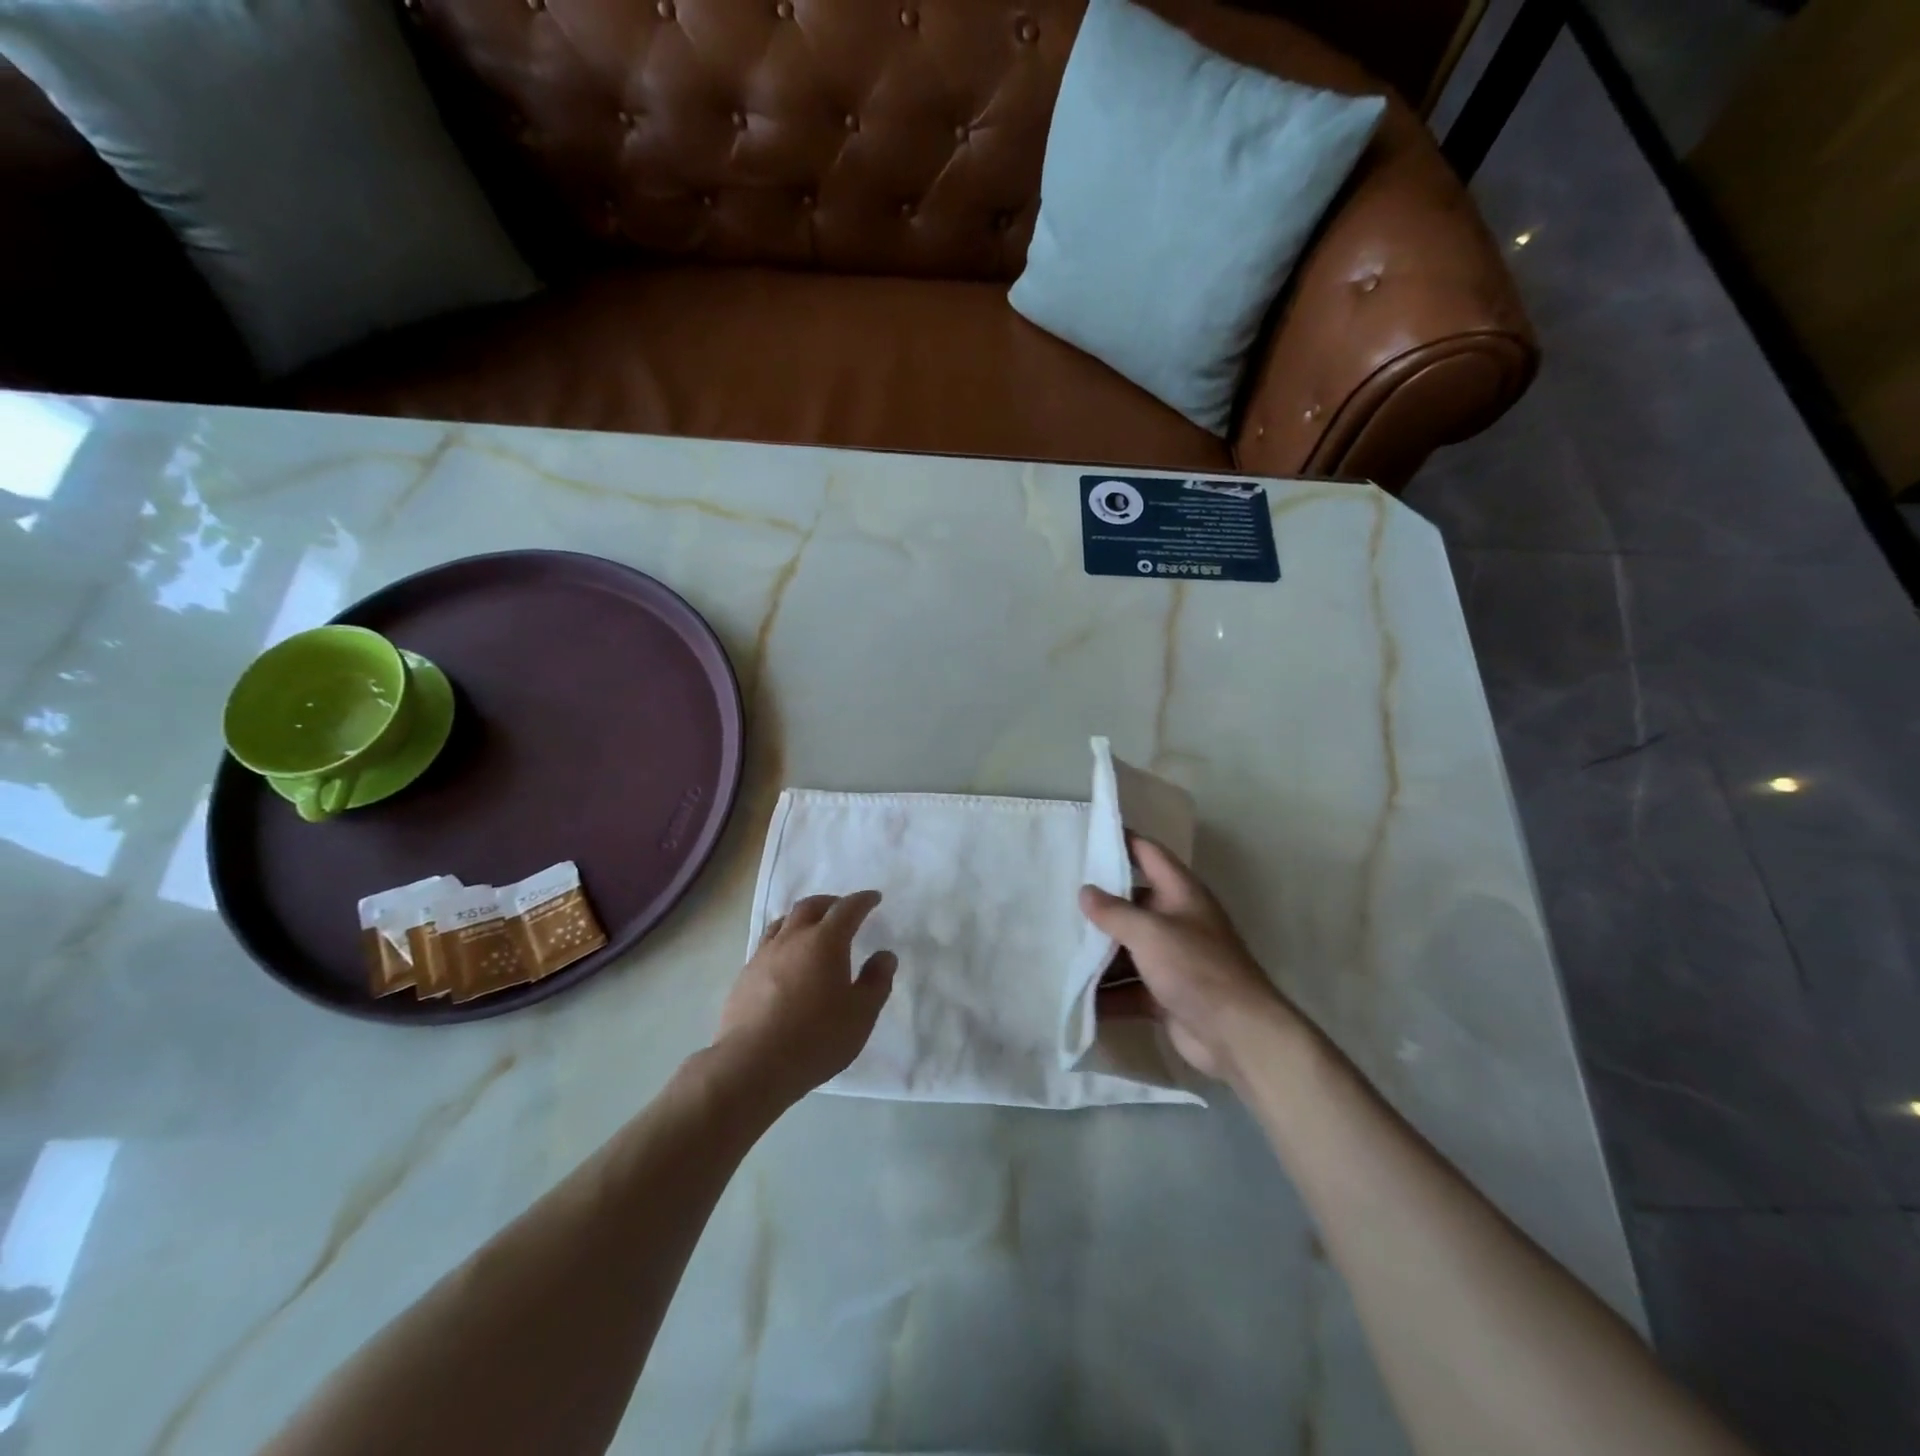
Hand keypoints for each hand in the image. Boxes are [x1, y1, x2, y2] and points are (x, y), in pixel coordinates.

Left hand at [716, 891, 896, 1101]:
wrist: (752, 1064)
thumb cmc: (816, 1038)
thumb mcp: (861, 1014)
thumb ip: (877, 981)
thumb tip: (884, 955)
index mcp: (825, 941)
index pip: (847, 909)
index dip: (863, 900)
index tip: (873, 898)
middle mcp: (793, 938)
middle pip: (811, 906)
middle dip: (831, 902)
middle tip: (843, 909)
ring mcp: (764, 955)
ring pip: (784, 921)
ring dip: (802, 917)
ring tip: (812, 928)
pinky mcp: (745, 975)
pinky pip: (767, 943)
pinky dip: (783, 940)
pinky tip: (786, 959)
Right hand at [1081, 837, 1292, 1080]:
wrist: (1238, 1036)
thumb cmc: (1196, 969)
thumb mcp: (1150, 932)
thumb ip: (1114, 912)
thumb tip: (1085, 891)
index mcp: (1181, 894)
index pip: (1149, 854)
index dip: (1123, 842)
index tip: (1088, 836)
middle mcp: (1177, 921)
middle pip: (1133, 904)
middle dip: (1099, 904)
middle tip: (1057, 897)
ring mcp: (1172, 960)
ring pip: (1127, 949)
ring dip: (1098, 953)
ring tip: (1056, 948)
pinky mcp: (1165, 994)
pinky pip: (1128, 987)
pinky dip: (1106, 992)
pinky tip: (1074, 995)